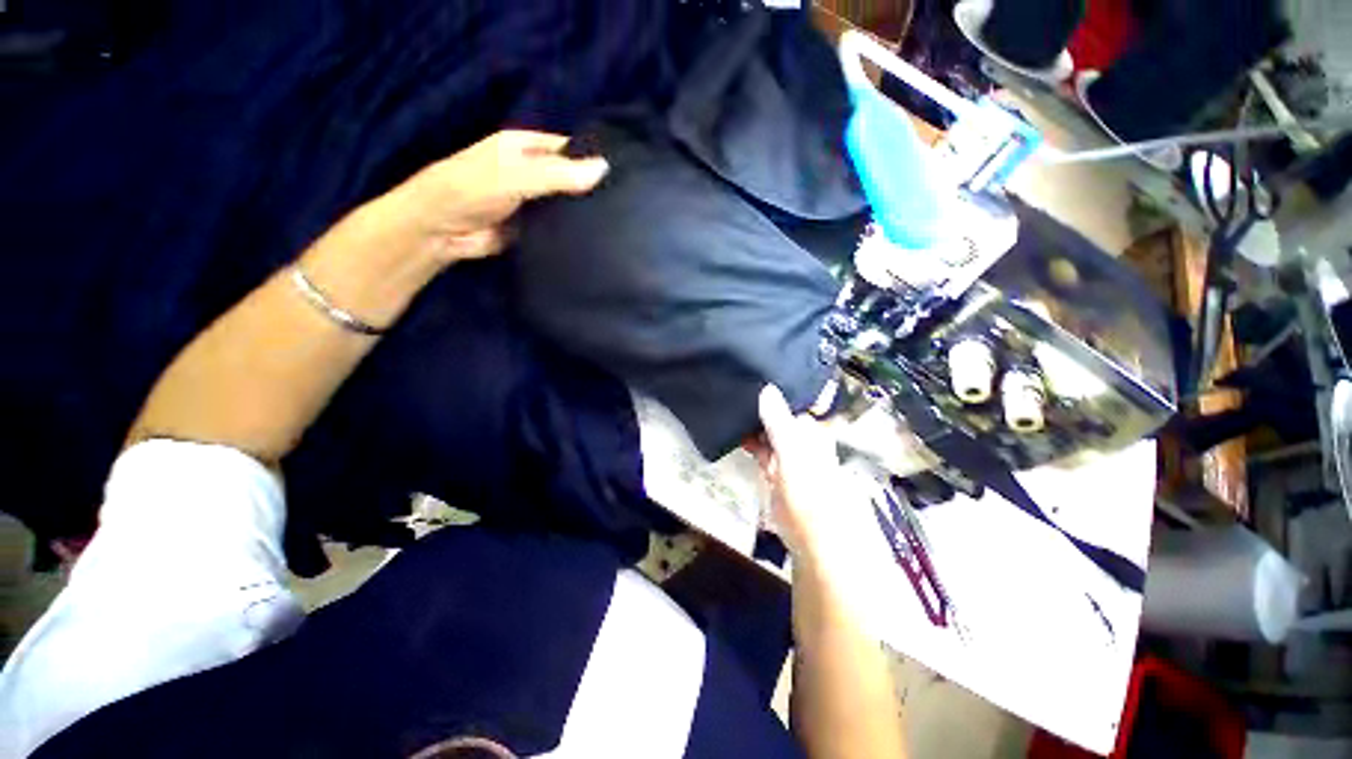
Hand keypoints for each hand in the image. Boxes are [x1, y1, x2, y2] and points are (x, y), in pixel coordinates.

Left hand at [384, 130, 609, 263]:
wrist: (441, 231)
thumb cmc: (471, 190)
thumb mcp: (515, 176)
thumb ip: (557, 175)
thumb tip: (604, 169)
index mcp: (526, 147)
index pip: (568, 149)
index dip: (593, 159)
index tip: (625, 175)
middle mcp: (533, 172)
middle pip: (570, 178)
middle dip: (592, 189)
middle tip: (627, 204)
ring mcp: (534, 202)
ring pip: (567, 205)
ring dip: (584, 214)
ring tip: (620, 223)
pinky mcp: (534, 228)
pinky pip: (559, 228)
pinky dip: (573, 232)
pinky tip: (598, 239)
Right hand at [749, 385, 851, 558]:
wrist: (816, 539)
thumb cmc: (810, 492)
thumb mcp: (792, 452)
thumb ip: (779, 422)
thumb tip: (767, 388)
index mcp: (810, 430)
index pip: (789, 402)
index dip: (771, 392)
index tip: (749, 380)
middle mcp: (800, 439)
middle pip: (777, 416)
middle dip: (758, 407)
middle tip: (734, 392)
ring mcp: (787, 456)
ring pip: (767, 433)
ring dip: (752, 425)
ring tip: (730, 409)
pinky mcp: (775, 472)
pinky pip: (761, 450)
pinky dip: (750, 443)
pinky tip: (737, 435)